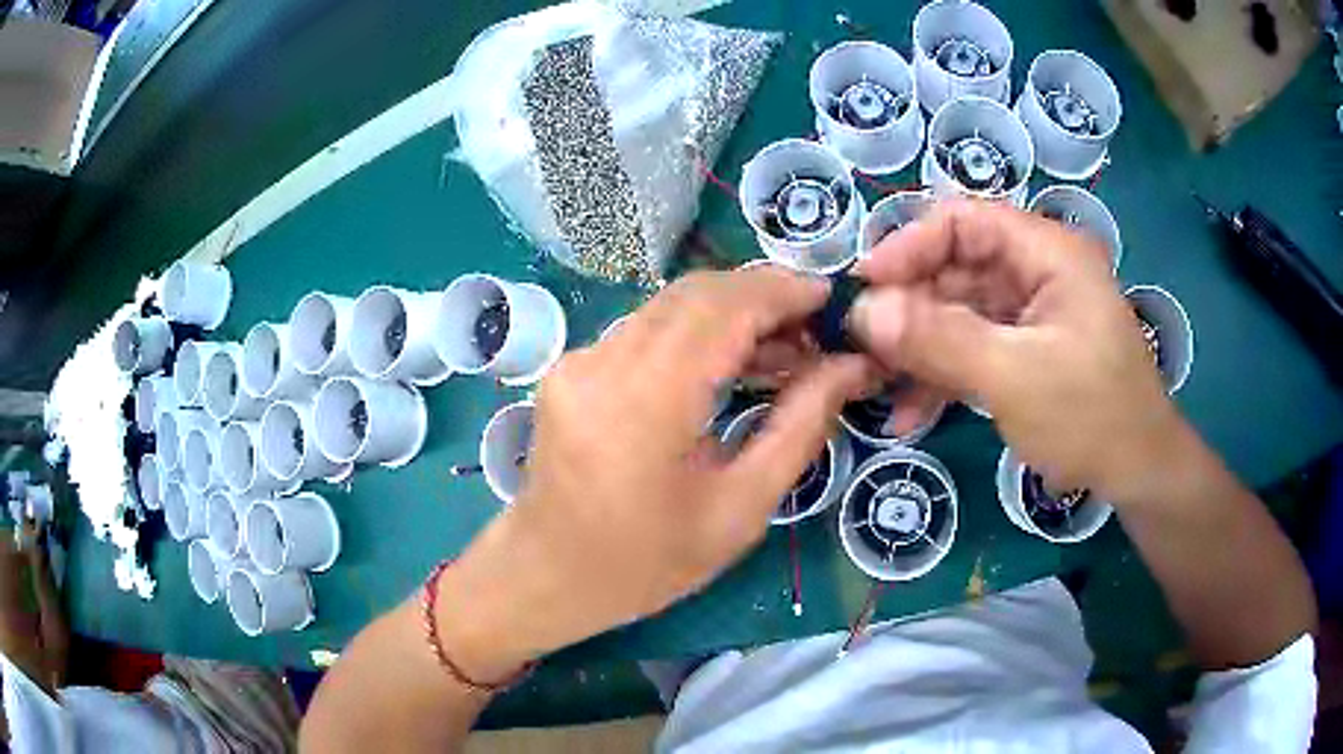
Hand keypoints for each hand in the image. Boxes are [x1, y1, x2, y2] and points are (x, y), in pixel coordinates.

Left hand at [437, 268, 874, 680]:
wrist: (547, 574)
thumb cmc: (646, 563)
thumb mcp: (740, 509)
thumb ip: (799, 426)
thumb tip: (849, 368)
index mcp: (646, 402)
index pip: (725, 308)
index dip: (783, 291)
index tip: (831, 299)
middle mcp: (604, 362)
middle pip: (697, 293)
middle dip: (764, 297)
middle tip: (814, 330)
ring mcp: (580, 359)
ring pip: (670, 305)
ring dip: (732, 314)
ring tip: (784, 351)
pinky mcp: (572, 365)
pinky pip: (646, 328)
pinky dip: (696, 333)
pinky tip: (728, 365)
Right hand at [849, 200, 1185, 503]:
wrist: (1139, 475)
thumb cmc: (1091, 417)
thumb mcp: (1015, 377)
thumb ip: (940, 340)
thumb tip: (863, 310)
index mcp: (1048, 252)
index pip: (964, 220)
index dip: (909, 246)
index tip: (864, 288)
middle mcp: (1038, 271)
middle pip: (956, 268)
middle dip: (908, 307)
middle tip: (861, 346)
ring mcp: (1032, 313)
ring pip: (959, 313)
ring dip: (918, 348)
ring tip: (875, 384)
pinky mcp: (1027, 351)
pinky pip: (973, 349)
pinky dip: (942, 376)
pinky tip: (909, 413)